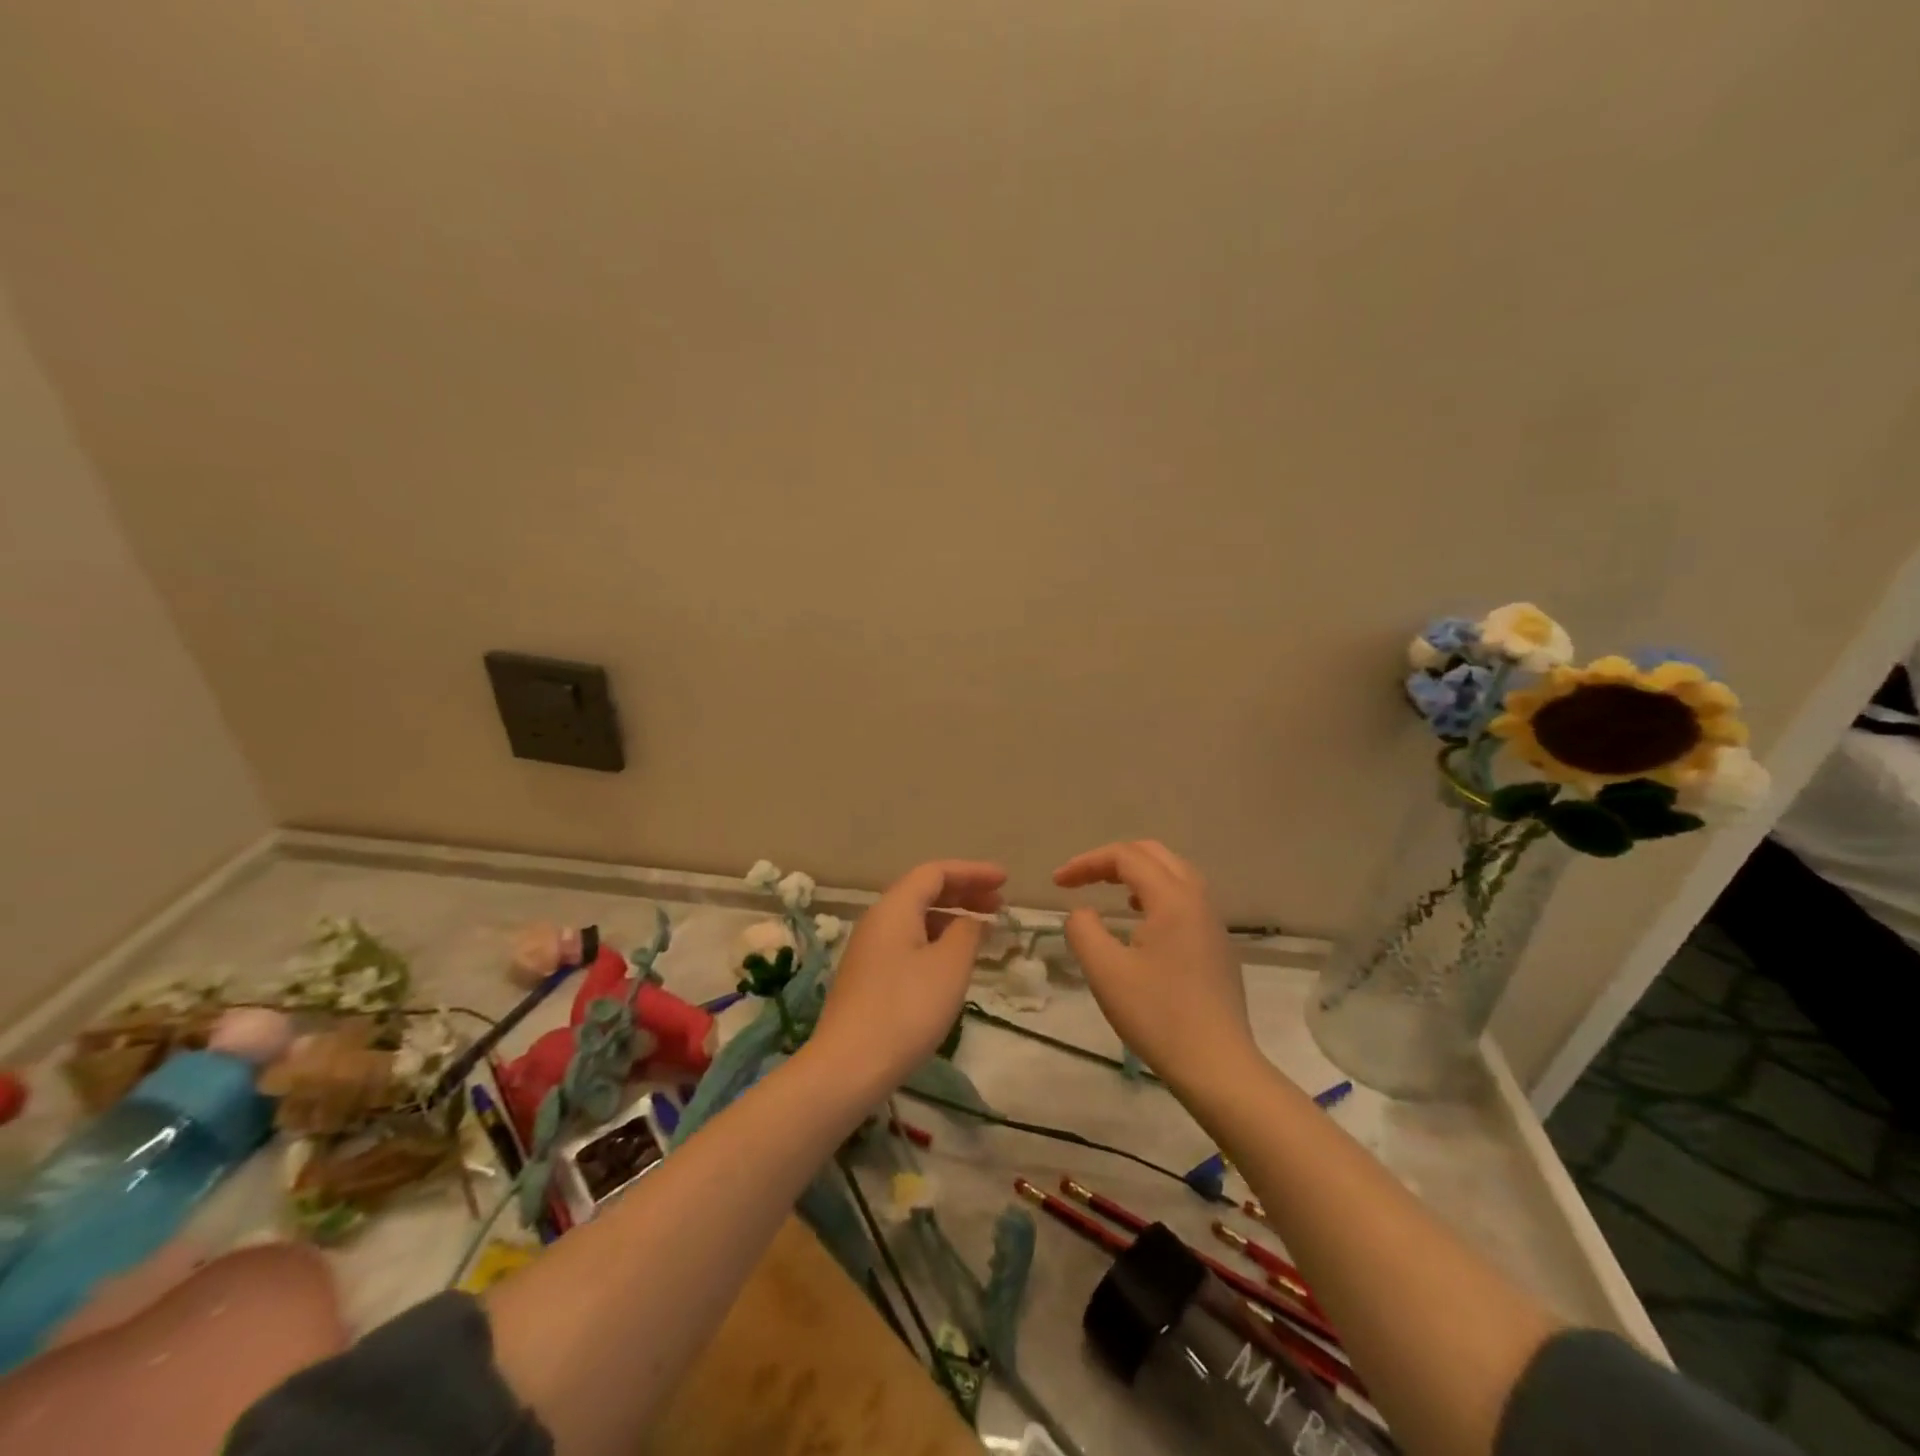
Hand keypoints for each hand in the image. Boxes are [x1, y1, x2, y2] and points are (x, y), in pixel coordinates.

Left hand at [810, 860, 1006, 1091]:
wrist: (849, 1066)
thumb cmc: (906, 1008)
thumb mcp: (949, 966)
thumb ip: (967, 933)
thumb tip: (969, 922)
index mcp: (895, 907)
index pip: (936, 872)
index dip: (973, 872)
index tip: (1005, 880)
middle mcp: (878, 920)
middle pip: (924, 891)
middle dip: (964, 893)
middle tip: (1000, 904)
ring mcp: (869, 949)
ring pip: (916, 918)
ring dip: (951, 918)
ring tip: (982, 933)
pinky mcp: (868, 976)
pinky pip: (908, 941)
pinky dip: (936, 940)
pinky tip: (953, 962)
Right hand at [1053, 840, 1256, 1089]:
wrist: (1218, 1066)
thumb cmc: (1158, 1016)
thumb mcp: (1105, 971)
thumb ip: (1083, 930)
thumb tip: (1083, 912)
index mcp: (1172, 898)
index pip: (1126, 857)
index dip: (1087, 863)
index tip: (1057, 883)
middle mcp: (1197, 899)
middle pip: (1153, 854)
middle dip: (1112, 860)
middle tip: (1081, 879)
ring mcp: (1213, 922)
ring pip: (1173, 873)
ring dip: (1136, 873)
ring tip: (1108, 892)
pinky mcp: (1217, 945)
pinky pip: (1185, 897)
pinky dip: (1155, 892)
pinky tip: (1140, 921)